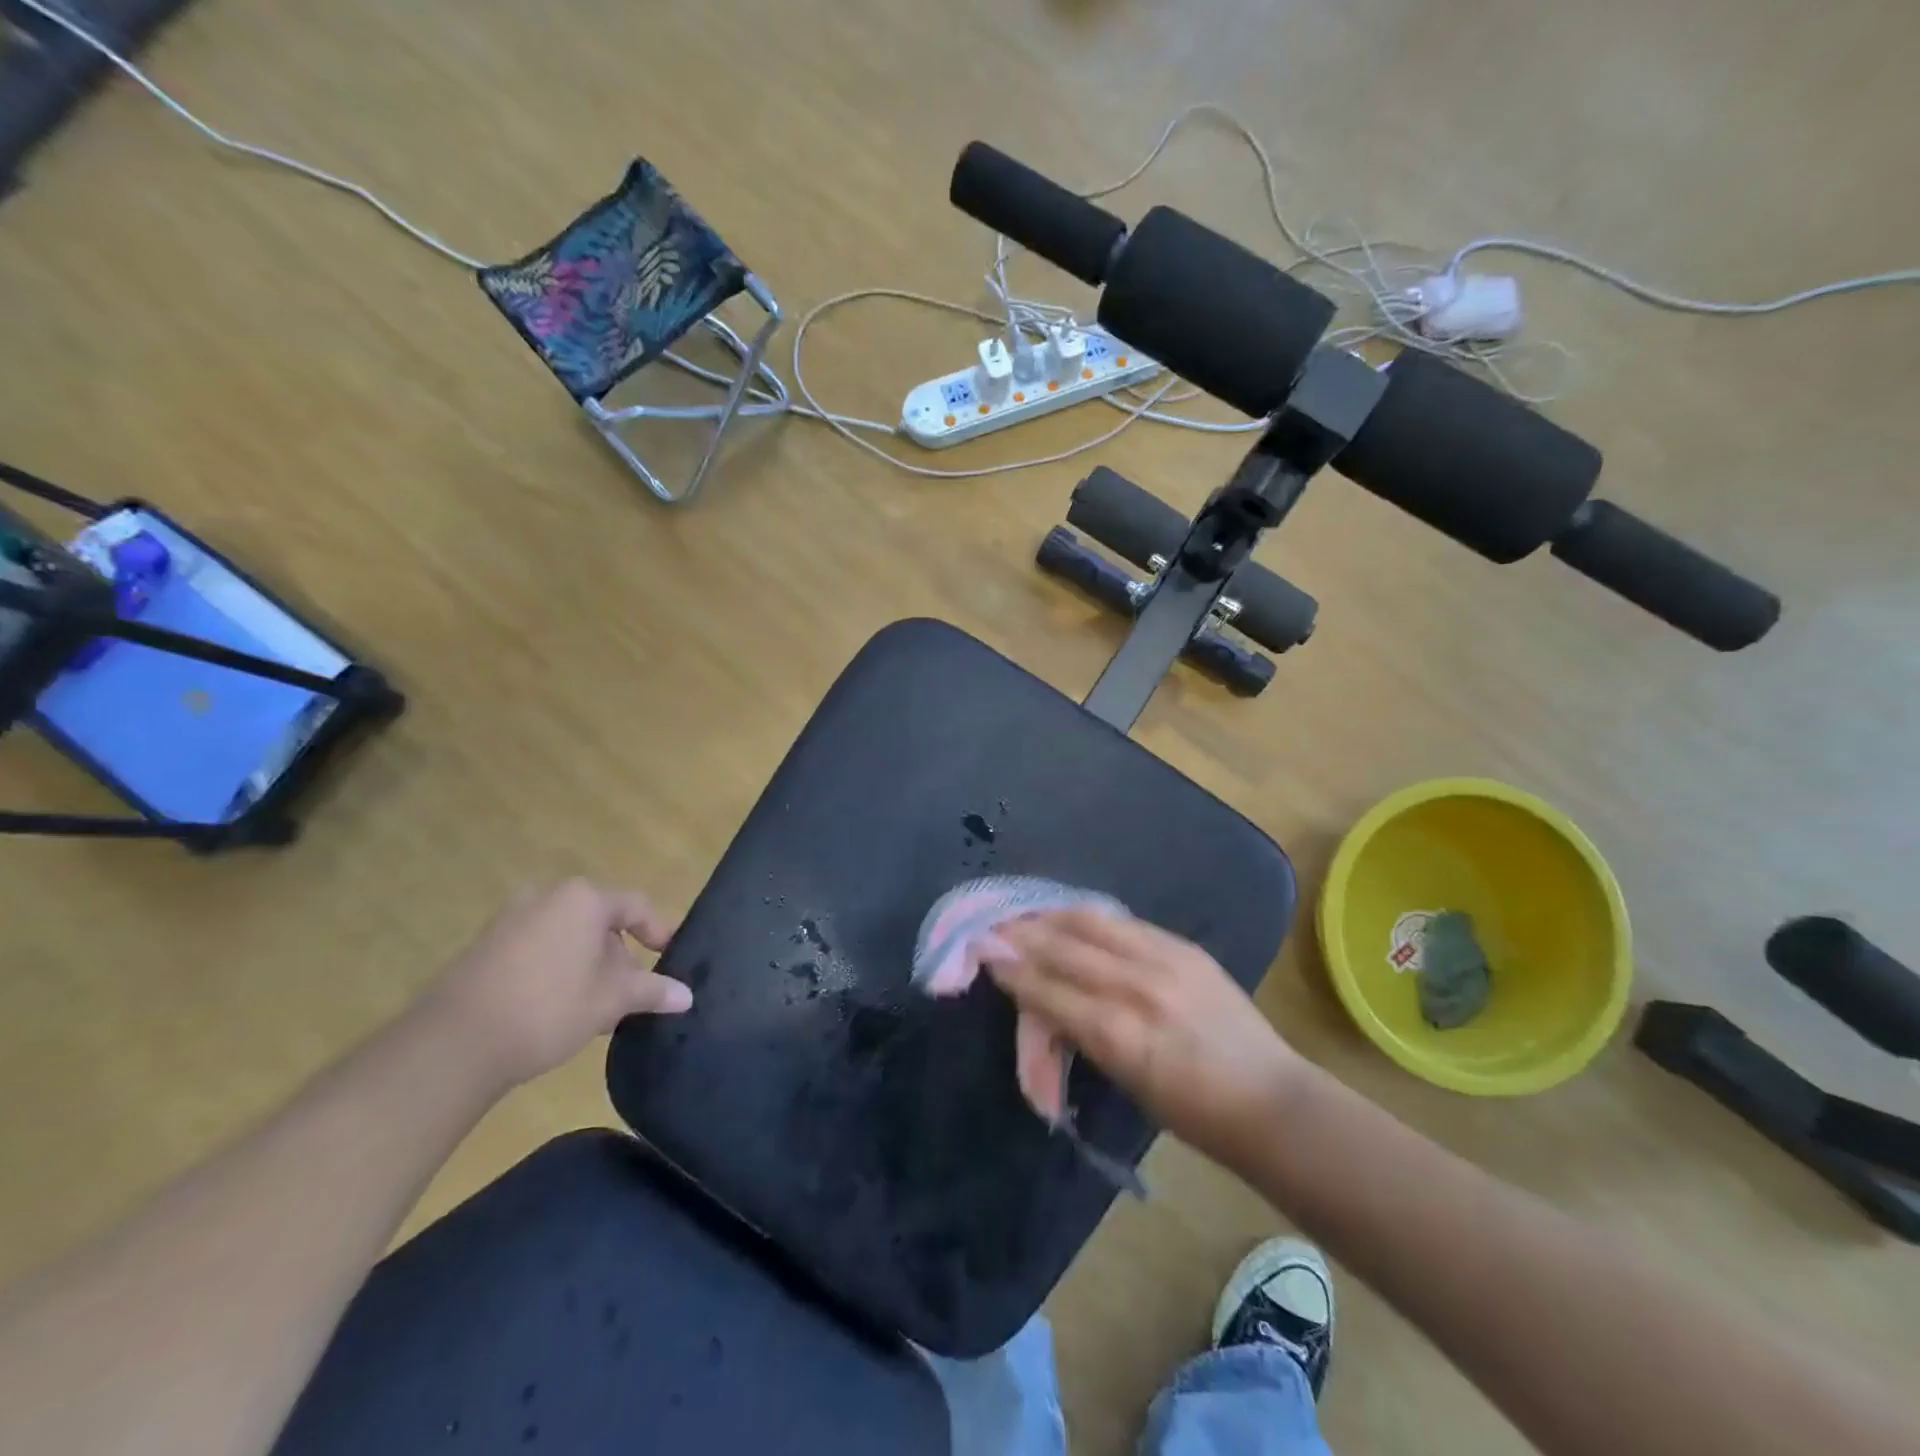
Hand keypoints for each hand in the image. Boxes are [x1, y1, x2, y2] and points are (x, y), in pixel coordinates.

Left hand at [419, 880, 691, 1091]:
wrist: (454, 1044)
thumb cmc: (549, 1007)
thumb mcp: (611, 1001)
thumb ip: (652, 991)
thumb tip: (688, 996)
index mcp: (583, 899)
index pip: (636, 907)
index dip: (659, 932)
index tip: (671, 957)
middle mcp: (546, 897)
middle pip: (599, 922)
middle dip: (619, 957)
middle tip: (629, 993)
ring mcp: (510, 921)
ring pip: (567, 938)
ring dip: (587, 967)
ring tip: (595, 1009)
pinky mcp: (484, 948)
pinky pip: (536, 950)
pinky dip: (556, 971)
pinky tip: (557, 1010)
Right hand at [984, 910, 1304, 1167]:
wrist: (1270, 1101)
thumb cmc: (1192, 1113)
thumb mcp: (1124, 1080)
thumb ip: (1080, 1033)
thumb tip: (1040, 1003)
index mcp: (1118, 1035)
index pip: (1048, 990)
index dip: (1012, 969)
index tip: (985, 953)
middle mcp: (1136, 987)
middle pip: (1063, 947)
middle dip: (1023, 935)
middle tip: (995, 926)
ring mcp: (1164, 960)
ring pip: (1091, 921)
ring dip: (1052, 916)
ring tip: (1029, 913)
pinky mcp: (1185, 947)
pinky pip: (1125, 922)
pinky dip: (1091, 919)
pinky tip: (1075, 916)